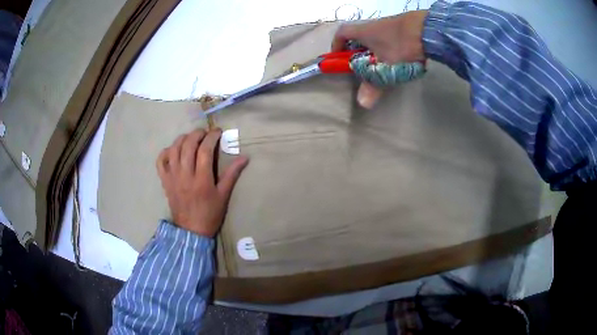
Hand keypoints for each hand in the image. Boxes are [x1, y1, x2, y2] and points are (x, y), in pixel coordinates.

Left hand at [156, 129, 248, 236]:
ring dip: (182, 139)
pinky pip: (160, 161)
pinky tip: (174, 150)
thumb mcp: (223, 195)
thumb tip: (245, 157)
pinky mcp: (165, 181)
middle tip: (205, 133)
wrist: (191, 230)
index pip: (205, 150)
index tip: (218, 132)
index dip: (212, 137)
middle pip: (188, 145)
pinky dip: (166, 152)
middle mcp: (185, 175)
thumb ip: (232, 174)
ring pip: (173, 149)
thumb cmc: (210, 214)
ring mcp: (172, 177)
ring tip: (191, 138)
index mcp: (202, 179)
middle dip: (197, 134)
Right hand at [332, 10, 427, 108]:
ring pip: (374, 38)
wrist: (429, 30)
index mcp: (363, 32)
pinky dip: (388, 48)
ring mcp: (389, 24)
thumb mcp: (386, 68)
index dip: (336, 45)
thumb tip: (362, 103)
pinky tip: (398, 59)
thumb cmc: (401, 45)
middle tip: (362, 67)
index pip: (342, 33)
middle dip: (357, 52)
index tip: (339, 58)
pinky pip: (388, 38)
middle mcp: (373, 25)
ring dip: (374, 51)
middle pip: (357, 37)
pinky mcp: (402, 28)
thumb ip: (374, 85)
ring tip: (382, 66)